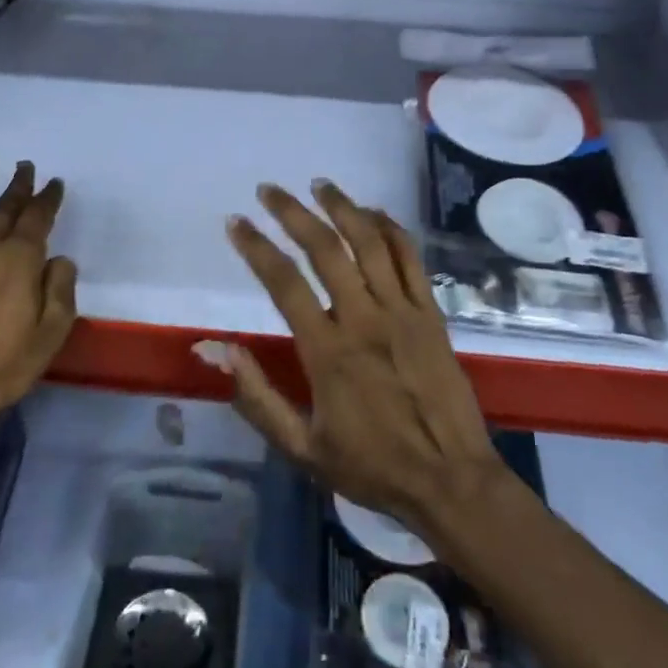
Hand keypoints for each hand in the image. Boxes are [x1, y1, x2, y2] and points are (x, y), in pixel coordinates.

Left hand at [0, 151, 78, 434]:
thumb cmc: (3, 365)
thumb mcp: (52, 332)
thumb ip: (61, 289)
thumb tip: (59, 259)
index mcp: (20, 260)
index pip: (38, 219)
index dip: (48, 198)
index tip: (55, 182)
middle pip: (5, 207)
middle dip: (18, 185)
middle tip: (25, 165)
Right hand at [214, 179, 505, 541]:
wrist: (452, 482)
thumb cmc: (373, 467)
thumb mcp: (302, 447)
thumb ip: (257, 397)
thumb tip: (215, 349)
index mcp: (328, 351)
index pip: (283, 283)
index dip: (255, 247)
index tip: (236, 222)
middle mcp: (364, 319)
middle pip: (325, 248)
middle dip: (292, 212)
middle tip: (269, 189)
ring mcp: (402, 311)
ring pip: (370, 242)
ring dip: (342, 207)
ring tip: (319, 184)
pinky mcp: (432, 314)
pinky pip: (410, 259)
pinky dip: (391, 228)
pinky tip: (374, 212)